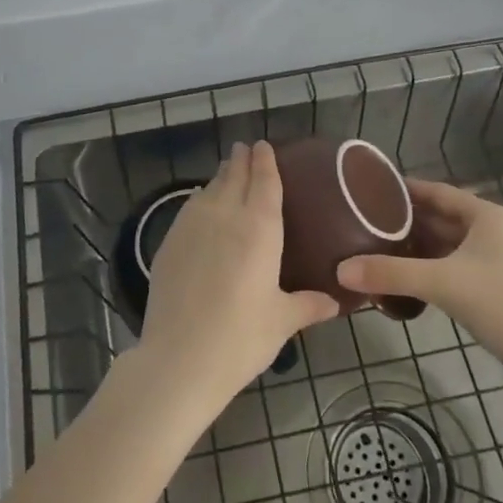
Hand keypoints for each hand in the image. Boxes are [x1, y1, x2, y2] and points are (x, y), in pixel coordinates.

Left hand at [138, 141, 341, 410]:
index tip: (264, 145)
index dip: (265, 161)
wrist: (180, 358)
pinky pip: (189, 209)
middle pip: (234, 177)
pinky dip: (199, 200)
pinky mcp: (168, 243)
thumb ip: (307, 305)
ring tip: (226, 170)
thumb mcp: (282, 321)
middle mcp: (224, 216)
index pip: (264, 182)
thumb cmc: (241, 337)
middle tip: (245, 148)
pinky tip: (201, 204)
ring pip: (209, 190)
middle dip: (241, 160)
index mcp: (259, 228)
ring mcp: (191, 227)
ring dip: (220, 176)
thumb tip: (335, 301)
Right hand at [337, 179, 502, 366]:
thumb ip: (391, 273)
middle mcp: (493, 231)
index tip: (371, 189)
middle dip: (406, 220)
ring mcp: (497, 260)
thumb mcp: (442, 283)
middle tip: (365, 221)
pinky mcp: (496, 286)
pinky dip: (430, 268)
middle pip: (441, 217)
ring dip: (417, 246)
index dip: (405, 189)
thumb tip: (340, 270)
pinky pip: (454, 266)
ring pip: (448, 244)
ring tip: (377, 247)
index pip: (438, 192)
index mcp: (486, 216)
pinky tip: (405, 278)